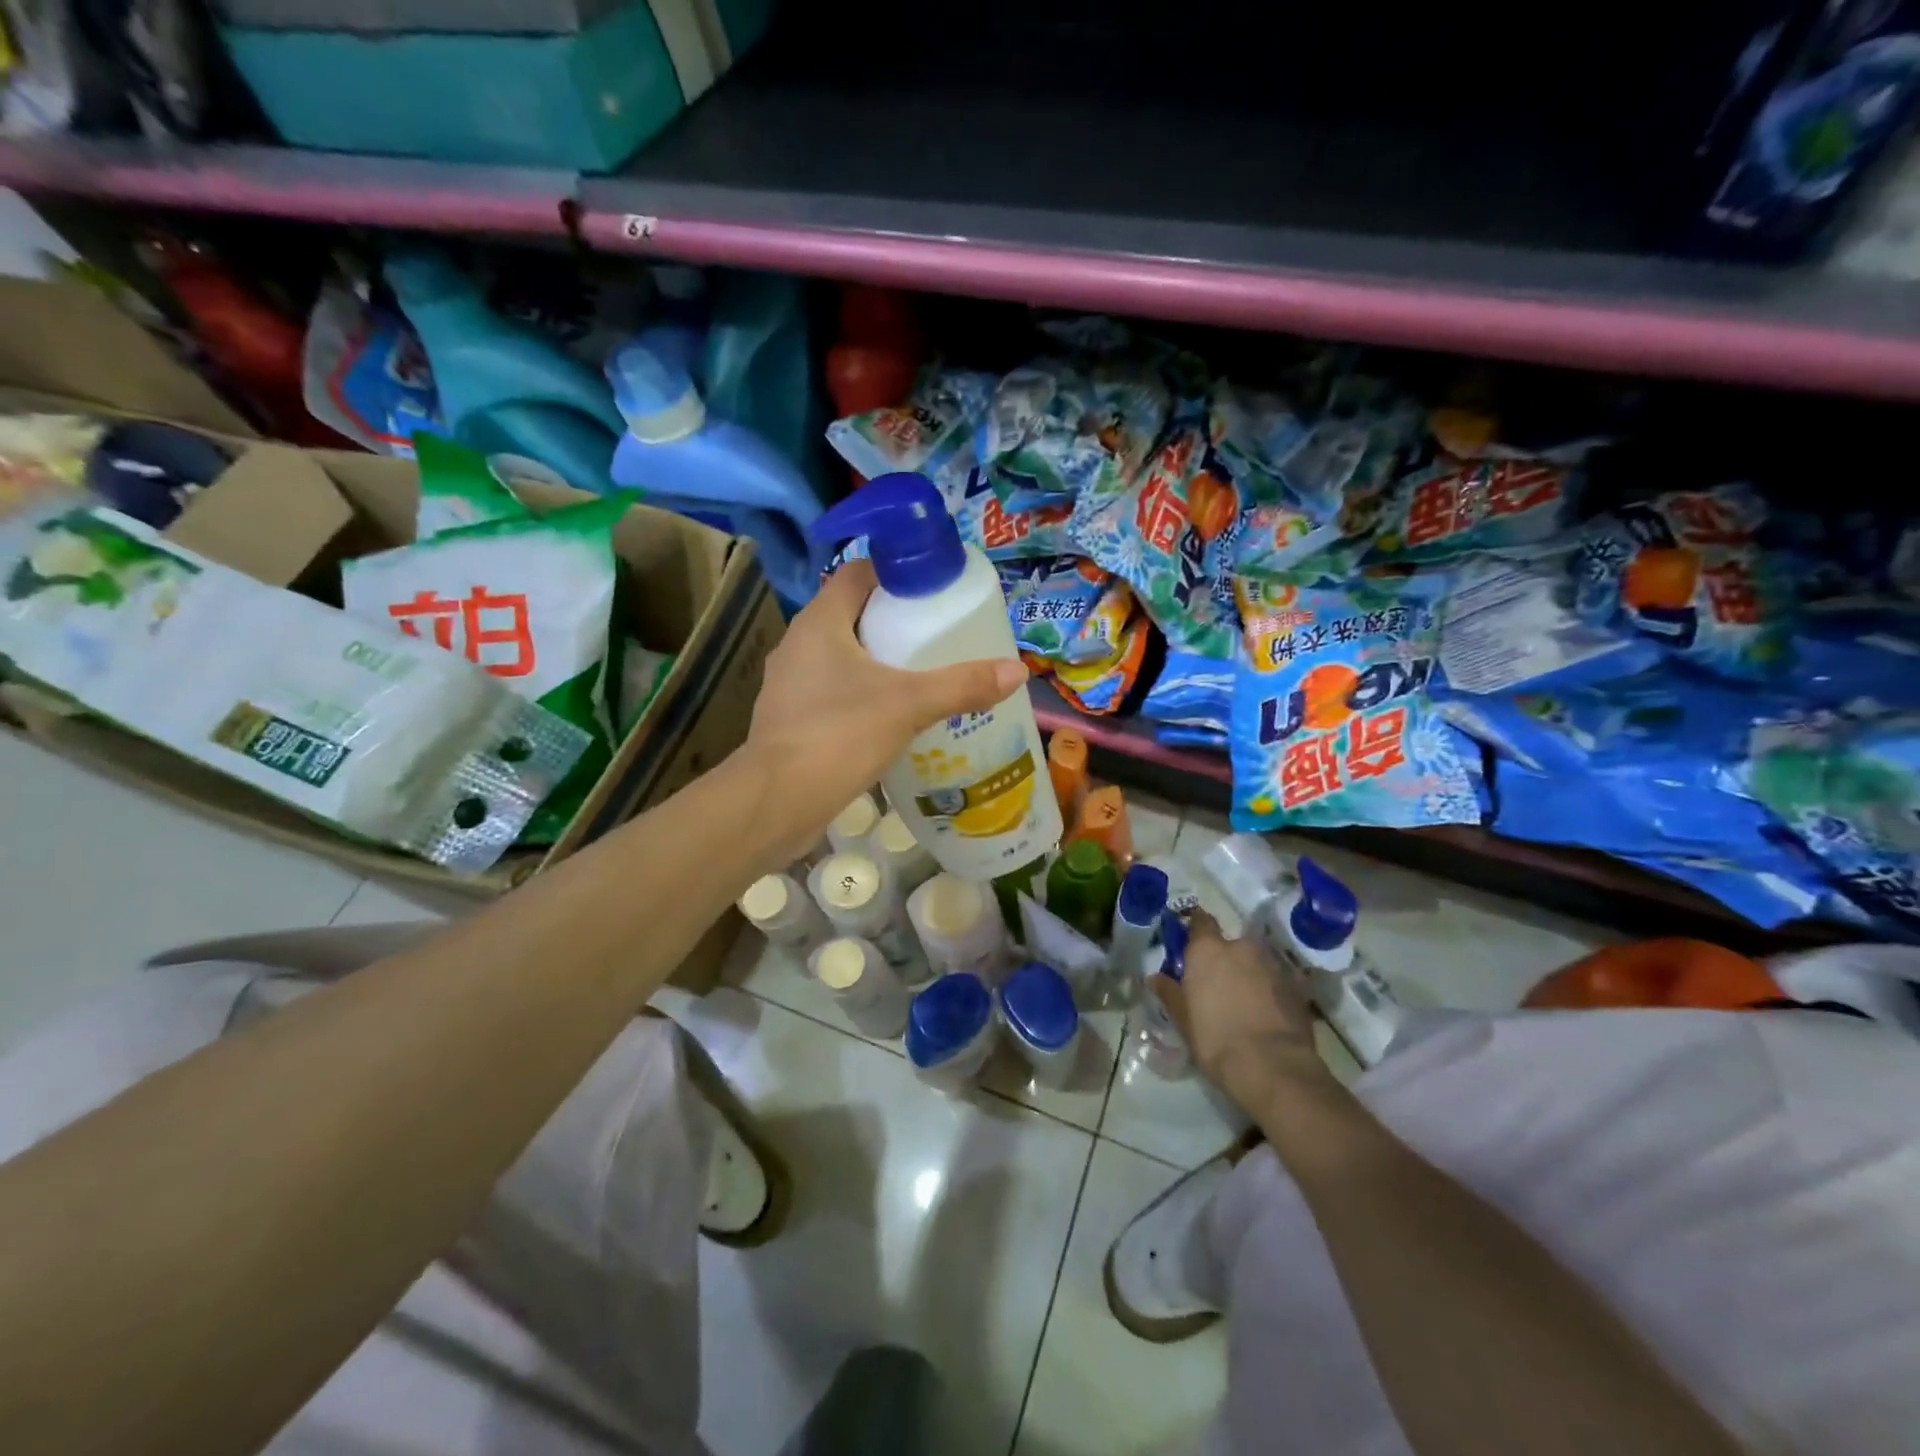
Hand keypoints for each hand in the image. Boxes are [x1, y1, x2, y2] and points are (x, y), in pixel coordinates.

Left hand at [739, 560, 1028, 868]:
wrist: (776, 801)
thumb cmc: (839, 735)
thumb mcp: (909, 705)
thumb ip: (962, 686)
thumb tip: (1018, 671)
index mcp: (820, 622)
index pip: (857, 574)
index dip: (895, 573)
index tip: (933, 590)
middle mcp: (798, 644)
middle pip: (852, 615)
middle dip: (894, 621)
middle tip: (939, 635)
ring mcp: (790, 683)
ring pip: (841, 657)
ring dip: (877, 661)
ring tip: (922, 675)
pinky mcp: (791, 718)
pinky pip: (833, 692)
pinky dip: (861, 694)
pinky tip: (891, 717)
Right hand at [1155, 908, 1324, 1111]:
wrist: (1273, 1067)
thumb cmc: (1216, 1039)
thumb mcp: (1183, 1019)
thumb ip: (1169, 992)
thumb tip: (1155, 977)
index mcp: (1208, 950)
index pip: (1200, 921)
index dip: (1195, 929)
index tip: (1190, 943)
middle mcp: (1242, 947)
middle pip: (1231, 944)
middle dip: (1225, 959)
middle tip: (1218, 984)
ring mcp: (1273, 965)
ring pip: (1256, 962)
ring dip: (1250, 974)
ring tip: (1245, 1001)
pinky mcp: (1298, 987)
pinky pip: (1277, 981)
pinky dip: (1271, 990)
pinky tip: (1267, 1013)